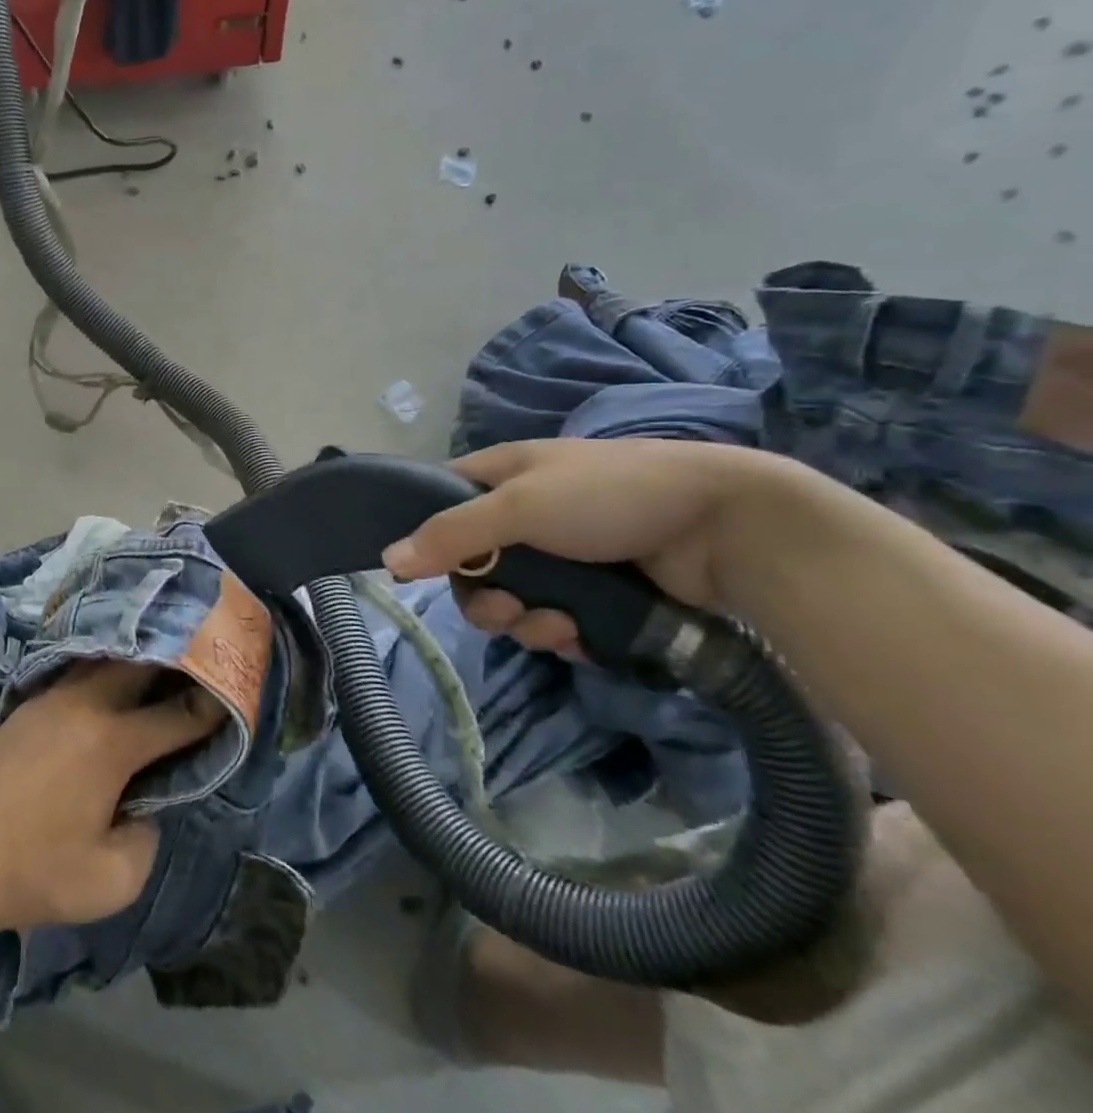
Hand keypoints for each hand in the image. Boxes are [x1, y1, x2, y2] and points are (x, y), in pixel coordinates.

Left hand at [0, 662, 222, 940]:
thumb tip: (145, 805)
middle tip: (200, 664)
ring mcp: (51, 699)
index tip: (233, 699)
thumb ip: (147, 837)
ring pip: (105, 661)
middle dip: (175, 661)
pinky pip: (77, 673)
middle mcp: (85, 705)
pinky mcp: (27, 706)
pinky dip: (104, 671)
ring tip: (161, 663)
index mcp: (112, 742)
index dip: (210, 709)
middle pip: (141, 663)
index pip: (176, 716)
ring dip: (136, 660)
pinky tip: (111, 683)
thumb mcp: (111, 881)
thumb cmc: (32, 874)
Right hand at [380, 439, 777, 657]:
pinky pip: (554, 622)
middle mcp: (525, 515)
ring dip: (526, 622)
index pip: (441, 503)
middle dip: (484, 597)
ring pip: (513, 601)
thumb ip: (452, 534)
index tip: (424, 569)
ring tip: (558, 627)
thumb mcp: (520, 506)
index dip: (427, 534)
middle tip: (506, 611)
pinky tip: (582, 636)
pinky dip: (561, 635)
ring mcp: (562, 557)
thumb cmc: (609, 495)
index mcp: (503, 476)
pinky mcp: (596, 594)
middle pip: (473, 566)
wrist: (725, 527)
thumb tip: (388, 560)